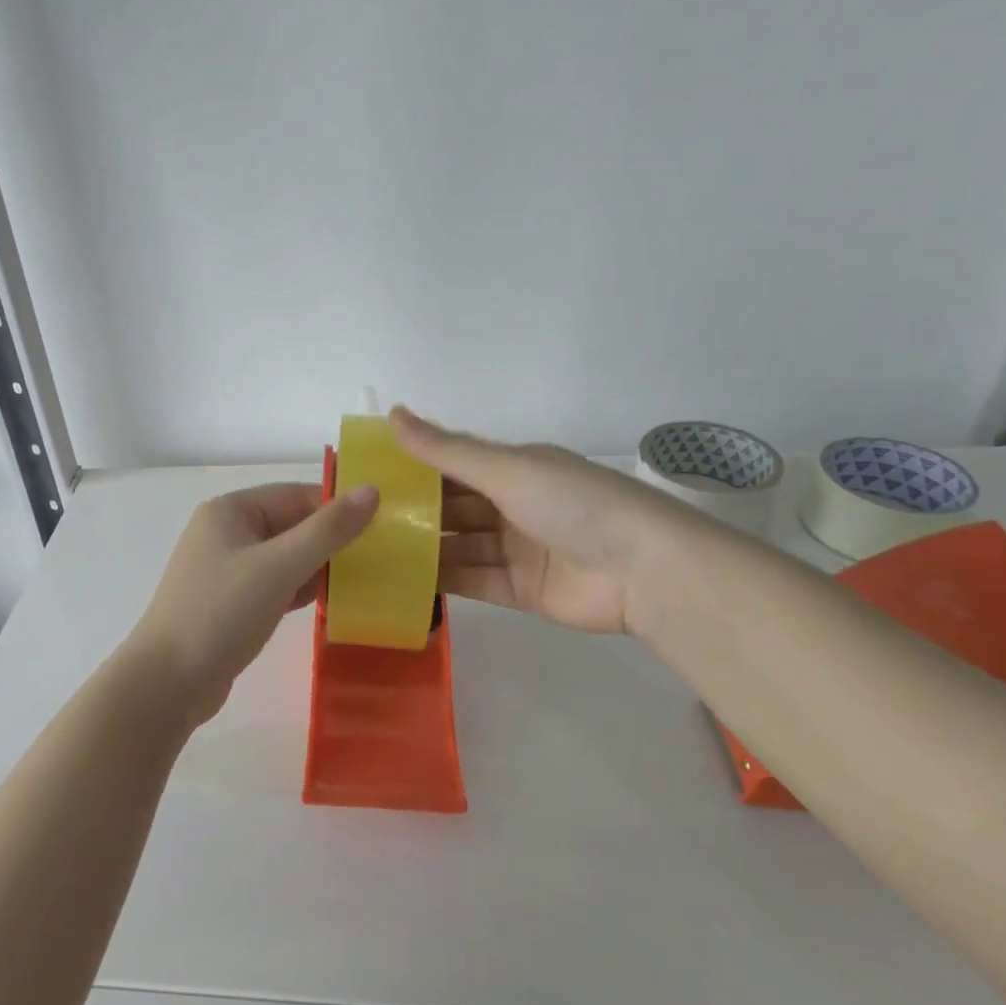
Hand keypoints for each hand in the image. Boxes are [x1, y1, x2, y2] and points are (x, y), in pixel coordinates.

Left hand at [125, 481, 379, 725]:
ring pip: (286, 558)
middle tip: (382, 555)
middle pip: (292, 525)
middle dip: (332, 540)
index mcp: (231, 511)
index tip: (383, 524)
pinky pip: (276, 585)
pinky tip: (333, 603)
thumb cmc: (221, 613)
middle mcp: (226, 533)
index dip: (338, 507)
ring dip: (320, 567)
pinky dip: (301, 590)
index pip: (296, 495)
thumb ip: (327, 530)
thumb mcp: (279, 566)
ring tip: (367, 579)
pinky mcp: (231, 603)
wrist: (168, 683)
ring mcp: (226, 570)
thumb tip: (371, 490)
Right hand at [390, 406, 709, 635]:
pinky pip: (472, 582)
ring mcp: (516, 550)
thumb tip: (393, 414)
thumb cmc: (573, 503)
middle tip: (361, 520)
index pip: (454, 464)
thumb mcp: (507, 469)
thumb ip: (447, 450)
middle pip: (453, 507)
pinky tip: (402, 582)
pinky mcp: (519, 590)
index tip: (369, 472)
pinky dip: (441, 582)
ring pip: (458, 546)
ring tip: (371, 553)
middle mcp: (512, 506)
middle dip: (413, 511)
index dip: (415, 465)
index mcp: (514, 469)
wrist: (643, 570)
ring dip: (422, 548)